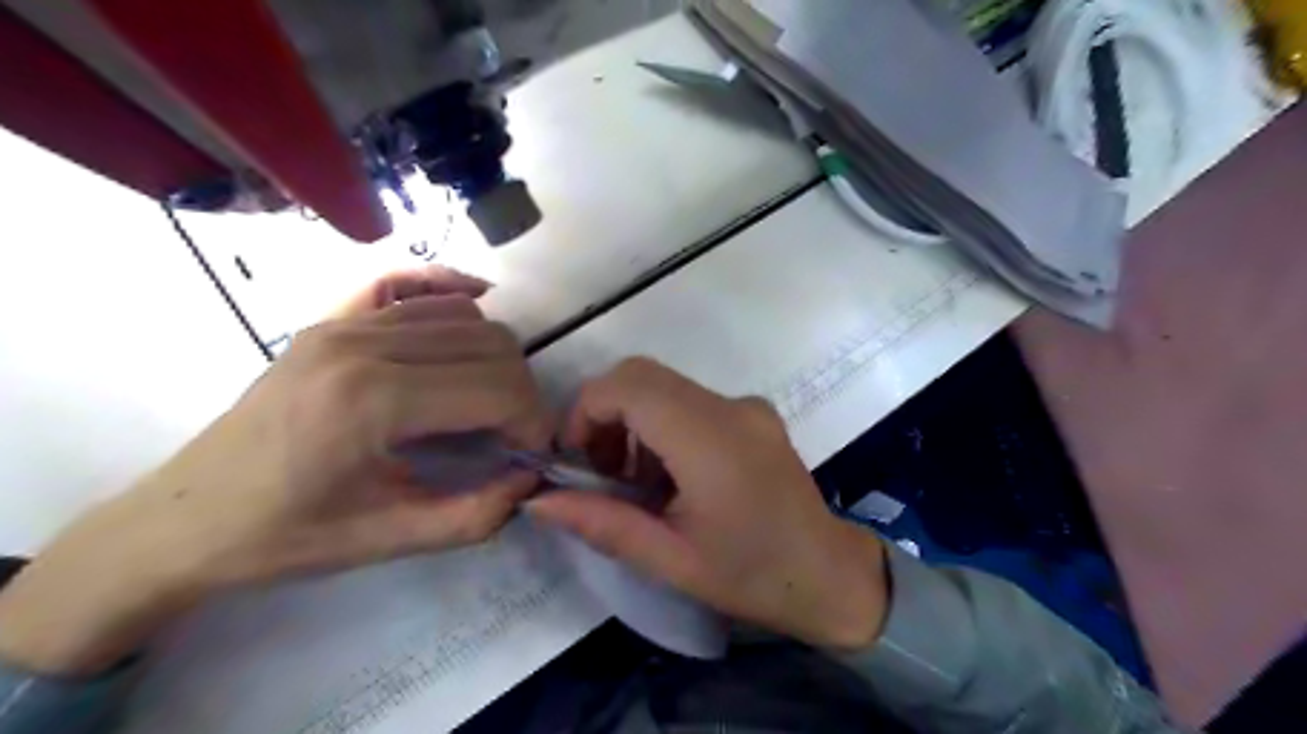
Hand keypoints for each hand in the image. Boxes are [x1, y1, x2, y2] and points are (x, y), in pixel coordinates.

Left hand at [0, 268, 546, 672]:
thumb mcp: (389, 541)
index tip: (529, 457)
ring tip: (487, 401)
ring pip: (463, 315)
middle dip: (521, 391)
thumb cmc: (283, 537)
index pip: (498, 388)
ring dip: (495, 358)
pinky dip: (452, 291)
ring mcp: (343, 323)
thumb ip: (477, 514)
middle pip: (491, 343)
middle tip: (512, 434)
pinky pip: (409, 284)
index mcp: (373, 401)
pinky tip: (473, 303)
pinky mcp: (331, 319)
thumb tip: (531, 479)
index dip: (532, 422)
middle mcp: (363, 344)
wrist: (182, 520)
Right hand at [527, 359, 887, 650]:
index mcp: (710, 439)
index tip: (575, 461)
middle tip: (600, 472)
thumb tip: (537, 500)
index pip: (628, 385)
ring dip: (633, 422)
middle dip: (605, 414)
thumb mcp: (669, 559)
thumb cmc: (751, 576)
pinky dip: (662, 426)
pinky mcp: (754, 414)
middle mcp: (729, 406)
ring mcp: (746, 406)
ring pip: (664, 386)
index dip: (585, 411)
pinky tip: (671, 478)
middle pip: (642, 375)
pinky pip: (690, 401)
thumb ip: (601, 523)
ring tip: (636, 484)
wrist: (830, 577)